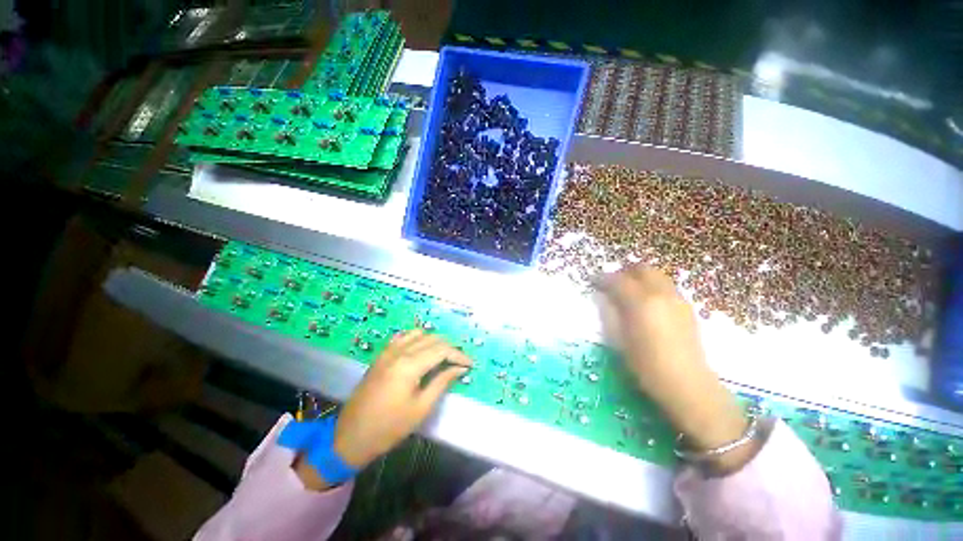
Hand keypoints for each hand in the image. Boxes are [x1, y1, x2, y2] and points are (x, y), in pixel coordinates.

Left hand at [333, 330, 471, 468]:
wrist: (351, 437)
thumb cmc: (389, 427)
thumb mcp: (421, 408)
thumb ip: (442, 382)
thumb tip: (460, 368)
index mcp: (409, 365)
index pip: (442, 350)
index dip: (459, 355)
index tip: (470, 364)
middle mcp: (399, 352)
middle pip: (432, 339)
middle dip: (449, 348)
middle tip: (459, 363)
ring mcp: (388, 351)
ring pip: (419, 334)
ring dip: (434, 342)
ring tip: (443, 357)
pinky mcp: (382, 355)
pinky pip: (403, 337)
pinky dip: (417, 339)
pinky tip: (422, 350)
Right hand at [596, 265, 760, 472]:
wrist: (688, 384)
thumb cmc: (646, 365)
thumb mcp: (619, 339)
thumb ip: (610, 312)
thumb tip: (604, 297)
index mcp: (641, 302)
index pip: (617, 280)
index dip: (602, 278)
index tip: (593, 282)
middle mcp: (661, 294)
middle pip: (642, 269)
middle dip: (624, 271)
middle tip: (612, 282)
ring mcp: (677, 299)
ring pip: (657, 275)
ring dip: (639, 277)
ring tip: (628, 291)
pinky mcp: (687, 308)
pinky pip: (666, 286)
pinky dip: (652, 286)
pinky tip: (646, 303)